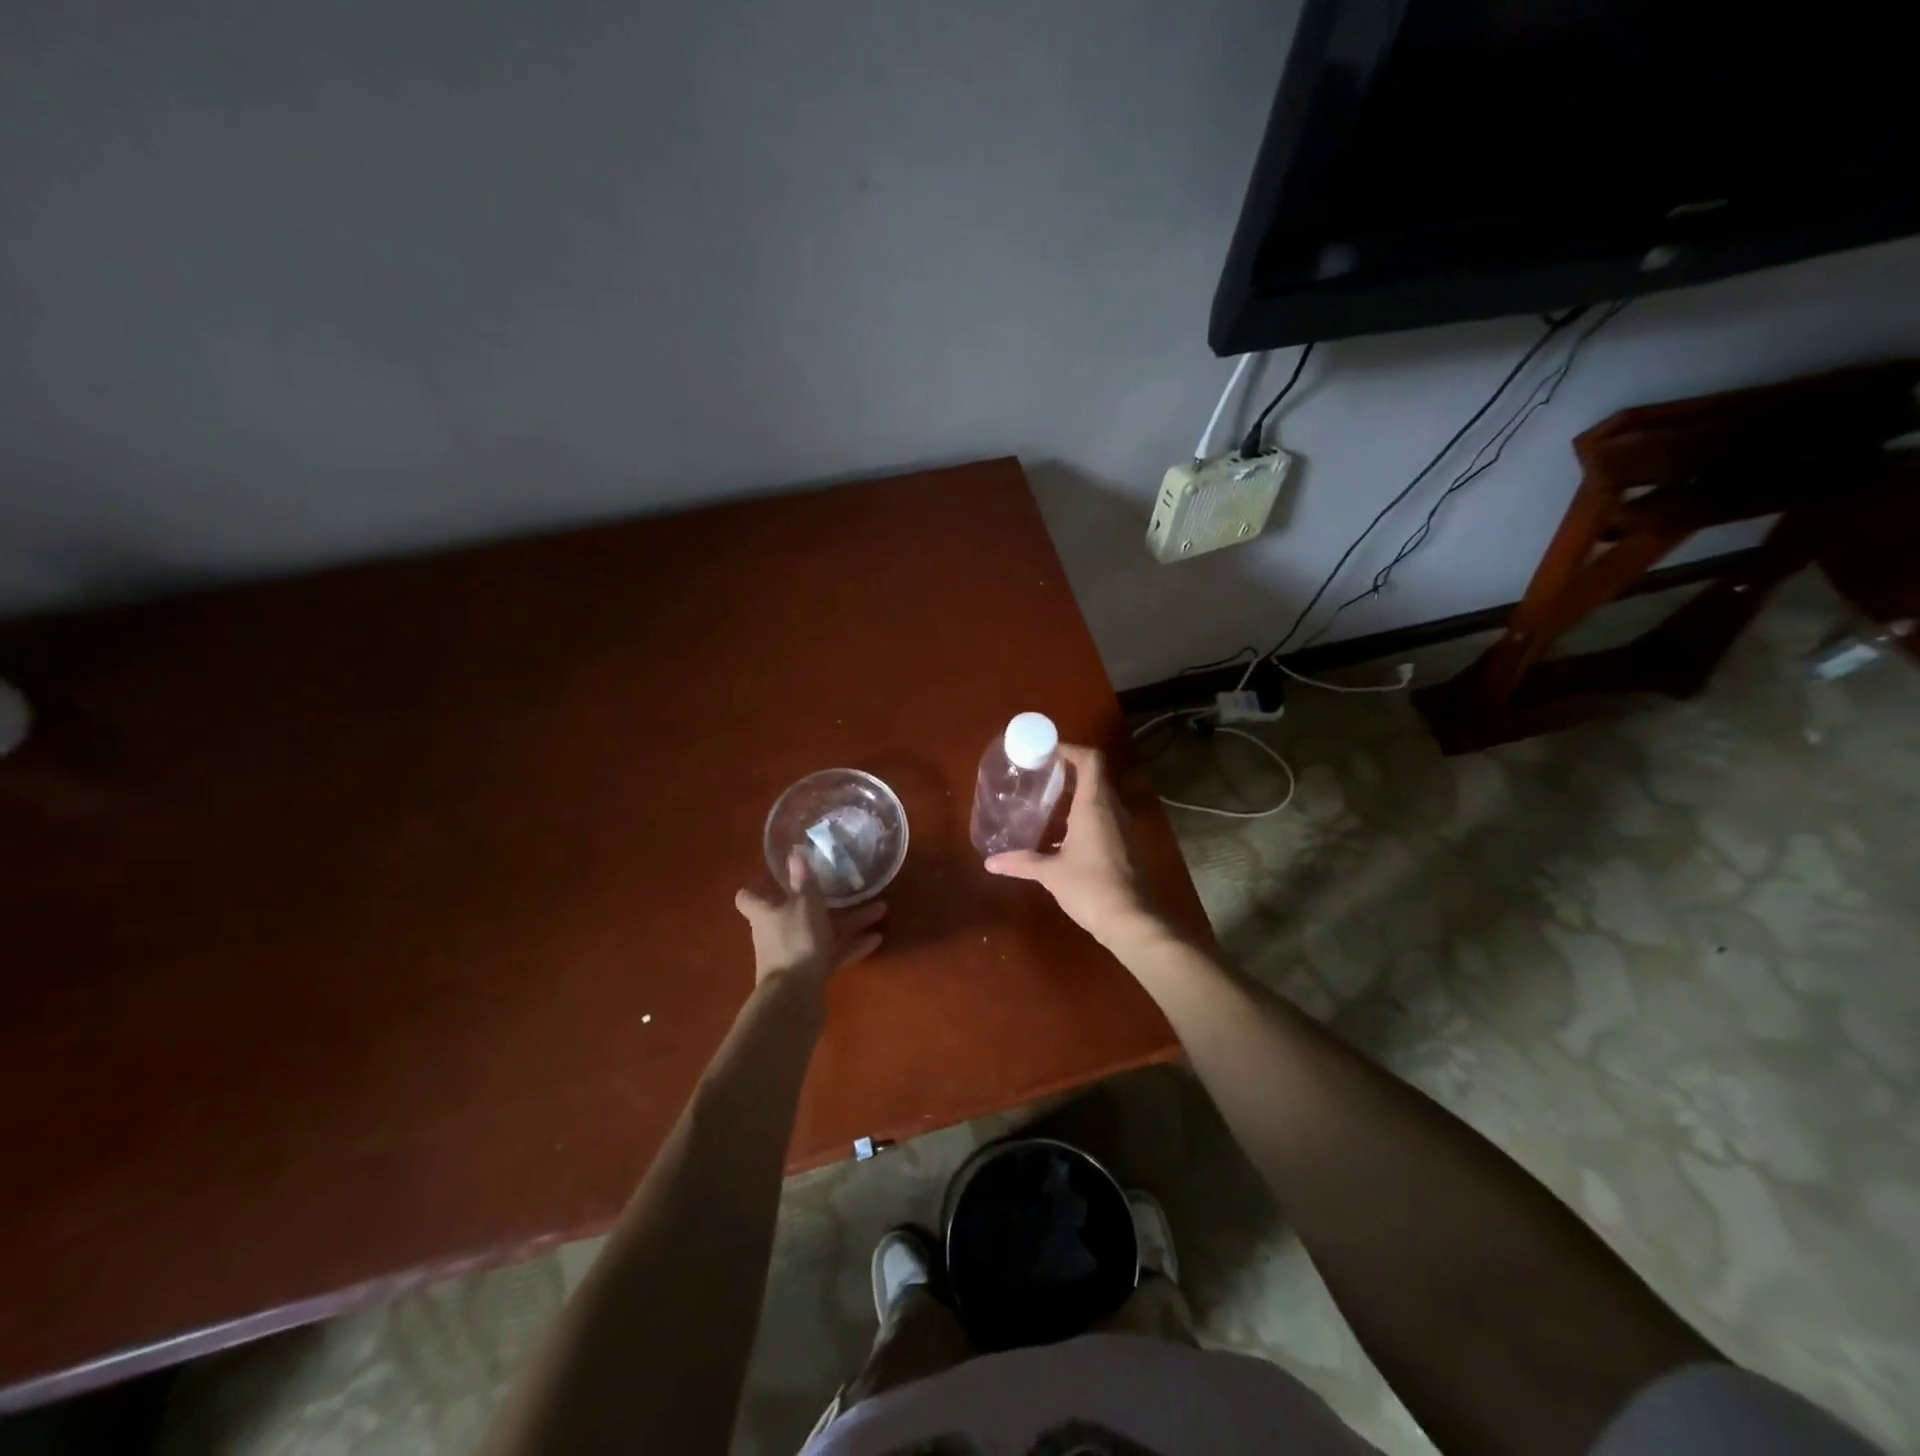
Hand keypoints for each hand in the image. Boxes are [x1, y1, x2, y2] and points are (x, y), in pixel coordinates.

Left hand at [735, 852, 886, 987]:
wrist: (794, 997)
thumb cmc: (796, 941)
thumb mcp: (805, 905)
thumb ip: (804, 881)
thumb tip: (794, 852)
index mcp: (766, 913)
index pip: (749, 897)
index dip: (757, 887)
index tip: (772, 877)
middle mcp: (774, 932)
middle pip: (795, 913)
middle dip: (823, 902)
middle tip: (846, 888)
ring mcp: (792, 955)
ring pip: (820, 932)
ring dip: (848, 922)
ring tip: (879, 910)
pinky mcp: (809, 974)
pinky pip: (831, 954)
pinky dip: (851, 946)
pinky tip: (876, 939)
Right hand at [985, 744, 1161, 947]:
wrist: (1131, 920)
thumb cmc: (1090, 887)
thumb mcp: (1051, 873)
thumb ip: (1021, 862)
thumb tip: (990, 862)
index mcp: (1095, 805)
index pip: (1090, 760)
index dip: (1070, 750)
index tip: (1045, 754)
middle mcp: (1112, 809)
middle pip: (1095, 775)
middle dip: (1068, 770)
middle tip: (1039, 775)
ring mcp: (1122, 827)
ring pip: (1100, 796)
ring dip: (1077, 792)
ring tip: (1047, 799)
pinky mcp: (1125, 844)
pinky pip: (1104, 816)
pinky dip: (1085, 813)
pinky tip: (1063, 831)